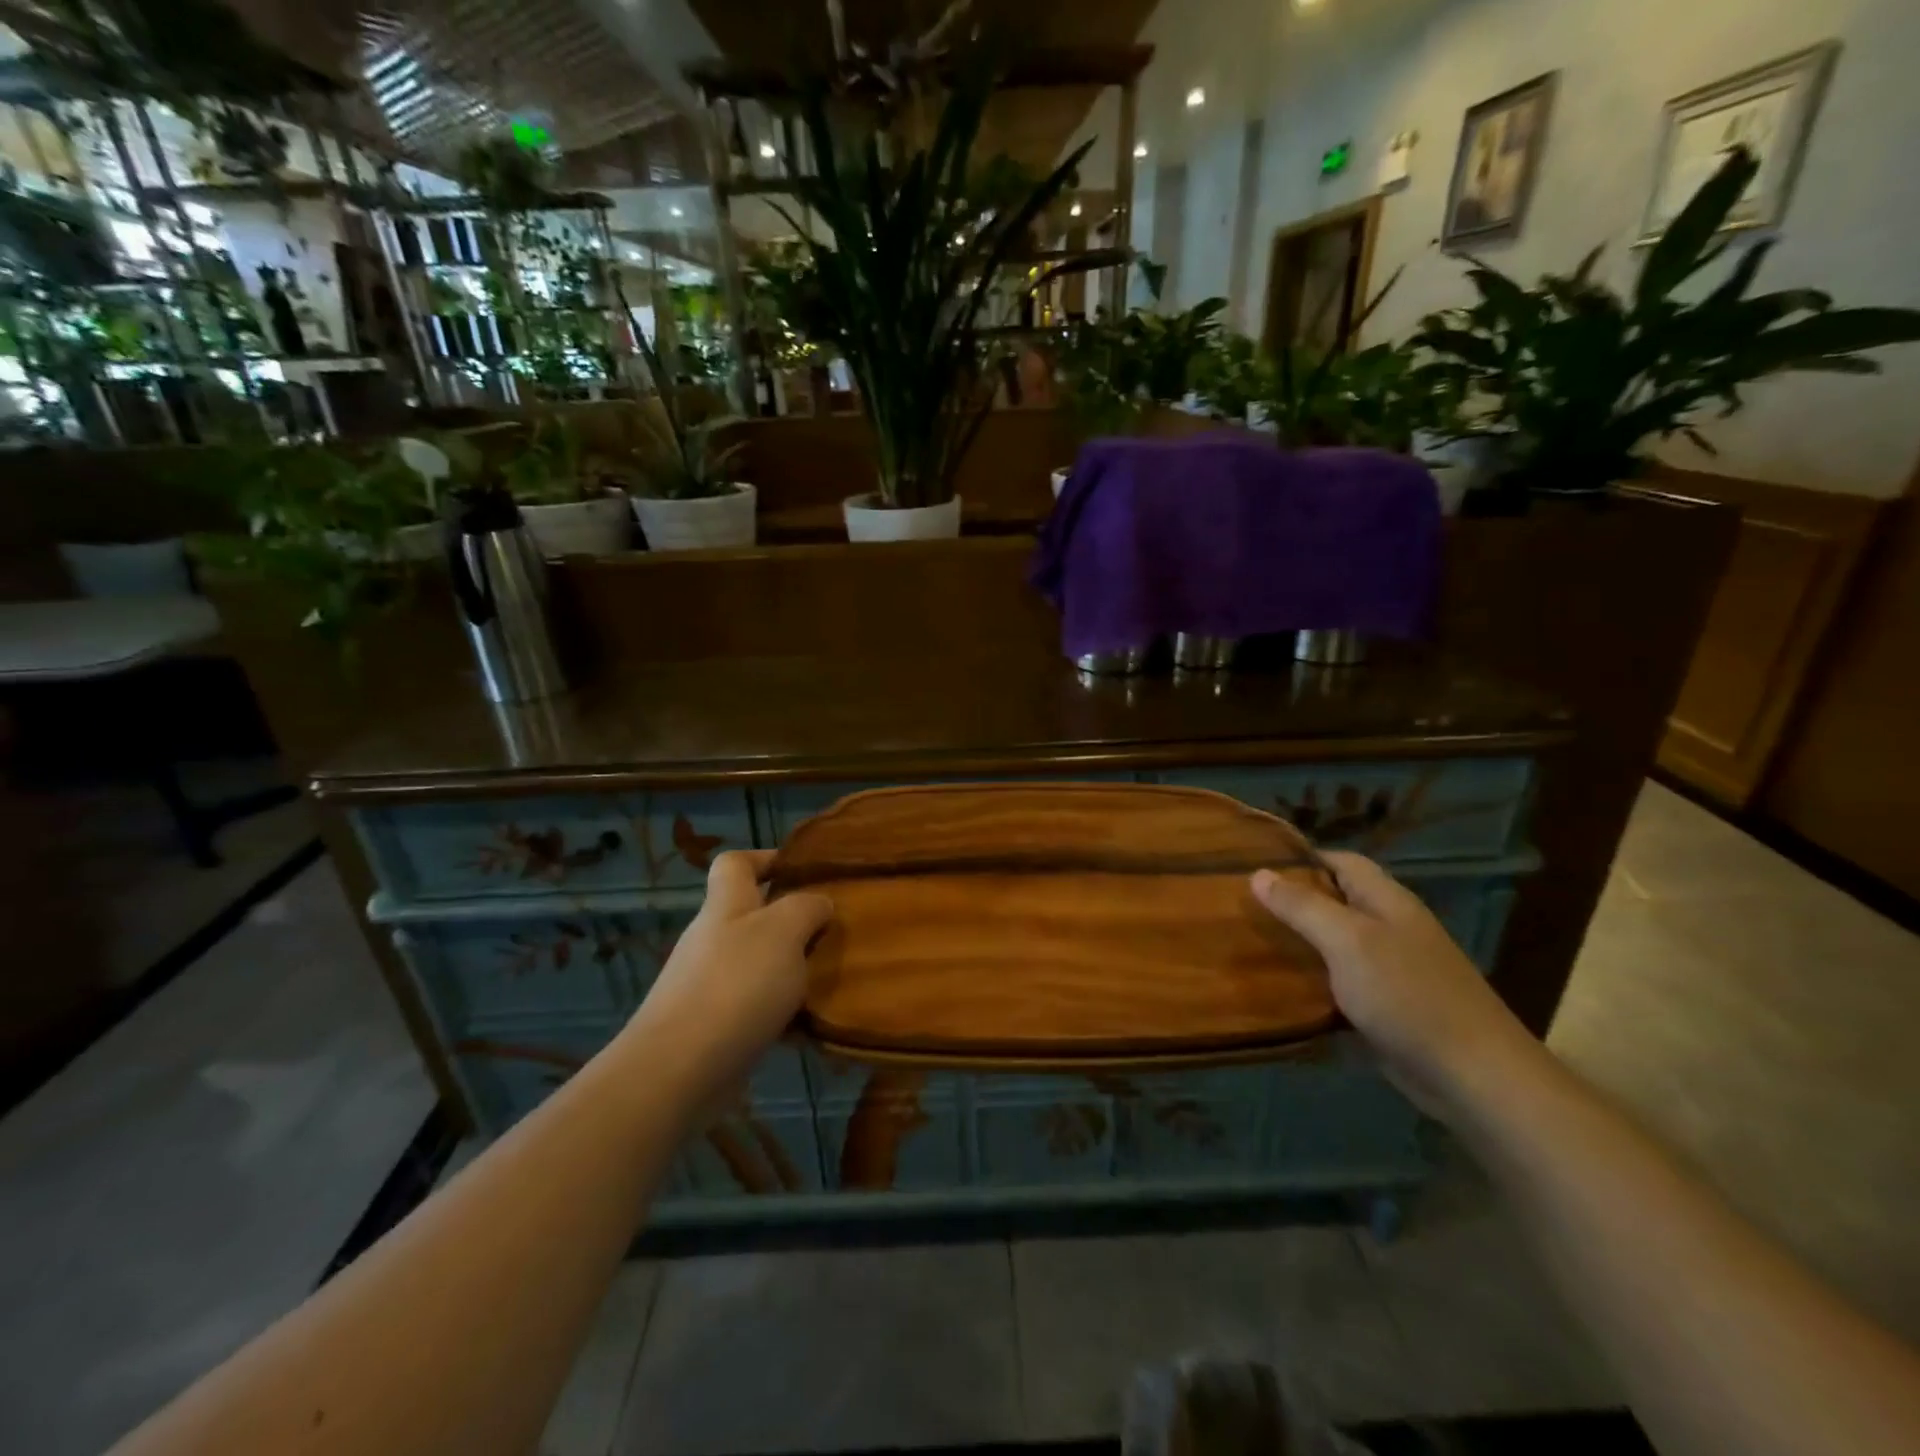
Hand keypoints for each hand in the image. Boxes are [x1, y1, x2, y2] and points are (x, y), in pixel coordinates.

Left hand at [624, 850, 833, 1107]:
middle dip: (792, 921)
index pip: (735, 863)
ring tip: (831, 979)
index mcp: (725, 906)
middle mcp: (713, 939)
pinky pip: (756, 1007)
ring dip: (792, 970)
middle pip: (752, 915)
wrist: (677, 1070)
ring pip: (759, 963)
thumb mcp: (783, 932)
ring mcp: (708, 984)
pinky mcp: (712, 1027)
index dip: (765, 858)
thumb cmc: (735, 985)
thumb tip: (819, 903)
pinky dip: (782, 1013)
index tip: (802, 870)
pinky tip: (810, 1025)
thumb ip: (806, 908)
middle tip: (833, 931)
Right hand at [1251, 852, 1543, 1119]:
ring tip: (1247, 941)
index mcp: (1387, 900)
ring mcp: (1389, 969)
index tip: (1253, 863)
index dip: (1299, 858)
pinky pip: (1338, 982)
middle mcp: (1389, 927)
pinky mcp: (1384, 1007)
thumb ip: (1302, 906)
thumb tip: (1257, 873)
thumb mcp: (1348, 941)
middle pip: (1334, 901)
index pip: (1339, 861)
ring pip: (1332, 943)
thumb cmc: (1408, 994)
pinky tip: (1277, 988)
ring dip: (1297, 942)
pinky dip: (1310, 981)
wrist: (1472, 1076)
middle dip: (1291, 900)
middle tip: (1239, 905)